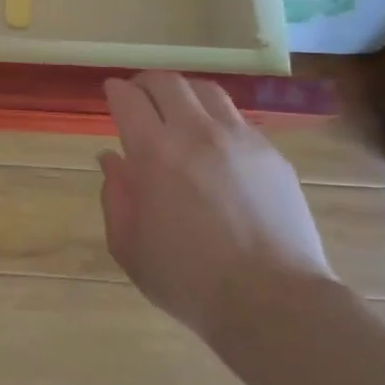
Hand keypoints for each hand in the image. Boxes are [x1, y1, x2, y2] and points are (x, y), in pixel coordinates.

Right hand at [100, 72, 336, 341]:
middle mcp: (196, 132)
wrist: (273, 301)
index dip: (115, 91)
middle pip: (166, 82)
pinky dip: (217, 120)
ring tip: (178, 110)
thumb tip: (111, 160)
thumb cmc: (188, 280)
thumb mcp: (128, 246)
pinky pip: (238, 120)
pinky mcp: (271, 154)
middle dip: (145, 83)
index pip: (128, 97)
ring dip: (184, 93)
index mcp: (154, 152)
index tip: (111, 94)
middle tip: (139, 97)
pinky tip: (215, 145)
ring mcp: (239, 139)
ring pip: (206, 91)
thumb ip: (114, 196)